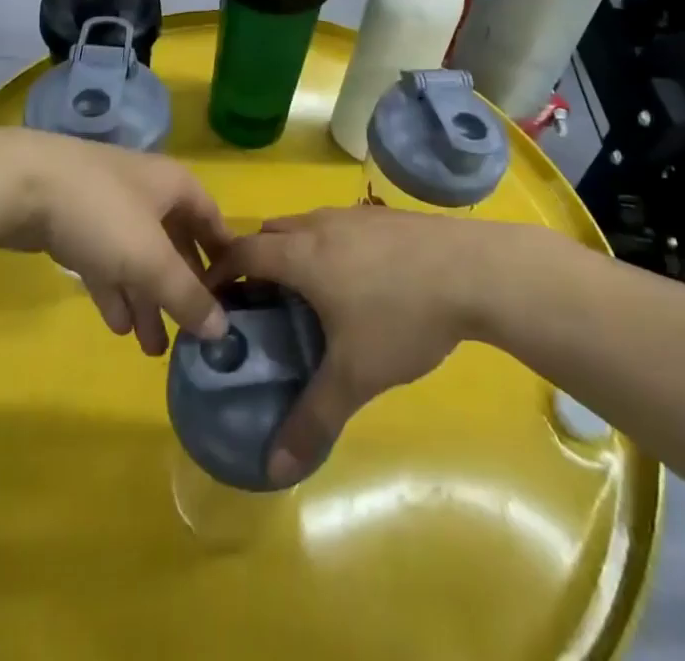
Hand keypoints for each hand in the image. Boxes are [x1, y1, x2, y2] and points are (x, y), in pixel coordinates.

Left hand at [0, 128, 232, 355]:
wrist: (21, 185)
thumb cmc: (102, 213)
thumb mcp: (151, 259)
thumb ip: (186, 295)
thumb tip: (223, 330)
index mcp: (174, 186)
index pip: (211, 219)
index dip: (223, 255)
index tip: (233, 296)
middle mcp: (146, 192)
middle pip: (174, 242)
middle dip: (180, 289)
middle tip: (189, 334)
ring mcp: (108, 206)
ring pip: (137, 258)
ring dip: (146, 299)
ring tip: (153, 349)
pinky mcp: (75, 224)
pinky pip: (105, 262)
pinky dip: (115, 291)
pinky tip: (118, 327)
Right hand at [207, 207, 488, 484]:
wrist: (473, 270)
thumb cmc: (402, 317)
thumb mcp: (356, 376)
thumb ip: (312, 419)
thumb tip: (274, 469)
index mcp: (301, 254)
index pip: (242, 253)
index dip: (220, 273)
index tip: (211, 299)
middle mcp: (320, 225)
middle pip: (270, 233)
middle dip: (255, 262)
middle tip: (259, 305)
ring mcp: (354, 215)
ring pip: (305, 226)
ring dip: (293, 252)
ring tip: (307, 296)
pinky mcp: (383, 216)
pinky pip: (337, 226)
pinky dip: (326, 247)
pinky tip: (357, 282)